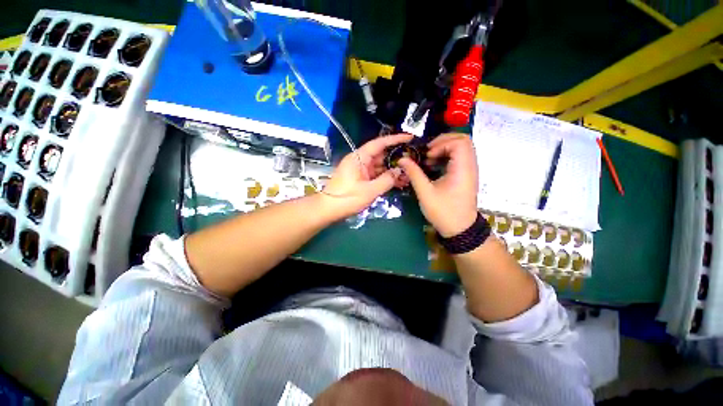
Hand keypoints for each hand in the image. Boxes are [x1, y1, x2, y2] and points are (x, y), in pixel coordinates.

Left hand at [320, 133, 412, 219]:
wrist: (328, 209)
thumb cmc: (347, 198)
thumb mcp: (369, 191)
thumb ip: (386, 180)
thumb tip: (399, 171)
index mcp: (359, 158)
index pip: (379, 143)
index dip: (395, 139)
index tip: (409, 137)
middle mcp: (360, 161)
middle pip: (381, 155)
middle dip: (397, 158)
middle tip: (413, 161)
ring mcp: (360, 170)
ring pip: (379, 166)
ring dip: (392, 170)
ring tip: (408, 175)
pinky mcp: (360, 178)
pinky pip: (375, 175)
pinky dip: (385, 178)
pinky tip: (397, 182)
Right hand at [398, 133, 478, 237]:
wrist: (459, 229)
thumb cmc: (443, 212)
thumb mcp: (425, 193)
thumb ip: (414, 174)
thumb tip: (402, 160)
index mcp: (462, 169)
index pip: (459, 142)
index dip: (441, 143)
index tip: (428, 155)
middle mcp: (470, 166)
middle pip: (463, 140)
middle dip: (443, 142)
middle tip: (428, 152)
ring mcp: (470, 170)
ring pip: (462, 147)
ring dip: (444, 148)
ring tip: (430, 159)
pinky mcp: (466, 175)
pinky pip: (460, 157)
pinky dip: (447, 156)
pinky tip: (434, 165)